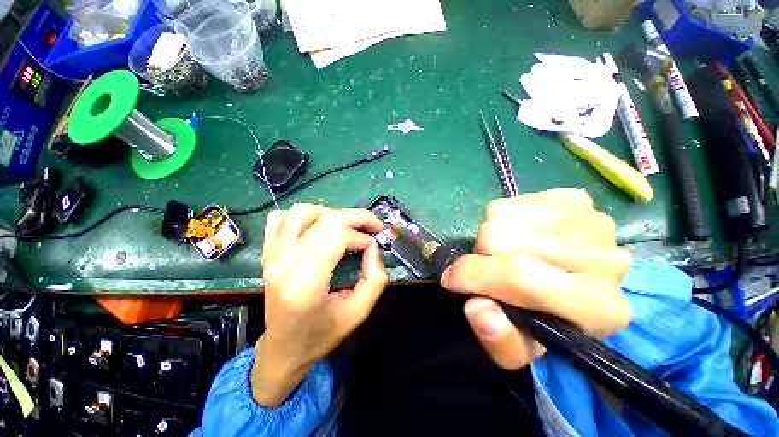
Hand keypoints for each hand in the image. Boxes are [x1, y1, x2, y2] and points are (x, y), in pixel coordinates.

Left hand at [251, 204, 387, 405]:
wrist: (283, 349)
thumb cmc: (322, 335)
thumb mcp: (359, 312)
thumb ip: (375, 278)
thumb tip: (372, 247)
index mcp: (305, 283)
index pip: (336, 236)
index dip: (361, 235)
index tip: (372, 246)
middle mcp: (284, 263)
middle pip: (325, 219)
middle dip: (356, 217)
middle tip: (372, 225)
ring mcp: (271, 255)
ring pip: (303, 211)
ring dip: (330, 214)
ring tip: (345, 228)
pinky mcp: (267, 253)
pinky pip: (280, 218)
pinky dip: (302, 216)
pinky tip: (316, 228)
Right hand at [441, 188, 631, 369]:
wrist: (578, 284)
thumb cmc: (545, 320)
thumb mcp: (520, 347)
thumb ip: (498, 339)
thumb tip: (476, 307)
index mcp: (595, 307)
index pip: (520, 277)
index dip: (473, 275)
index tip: (450, 279)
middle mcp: (604, 260)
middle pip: (502, 238)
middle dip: (483, 253)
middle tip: (491, 266)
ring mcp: (591, 221)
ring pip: (503, 215)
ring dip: (494, 234)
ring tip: (508, 250)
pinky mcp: (577, 199)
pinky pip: (514, 200)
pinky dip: (507, 217)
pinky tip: (523, 233)